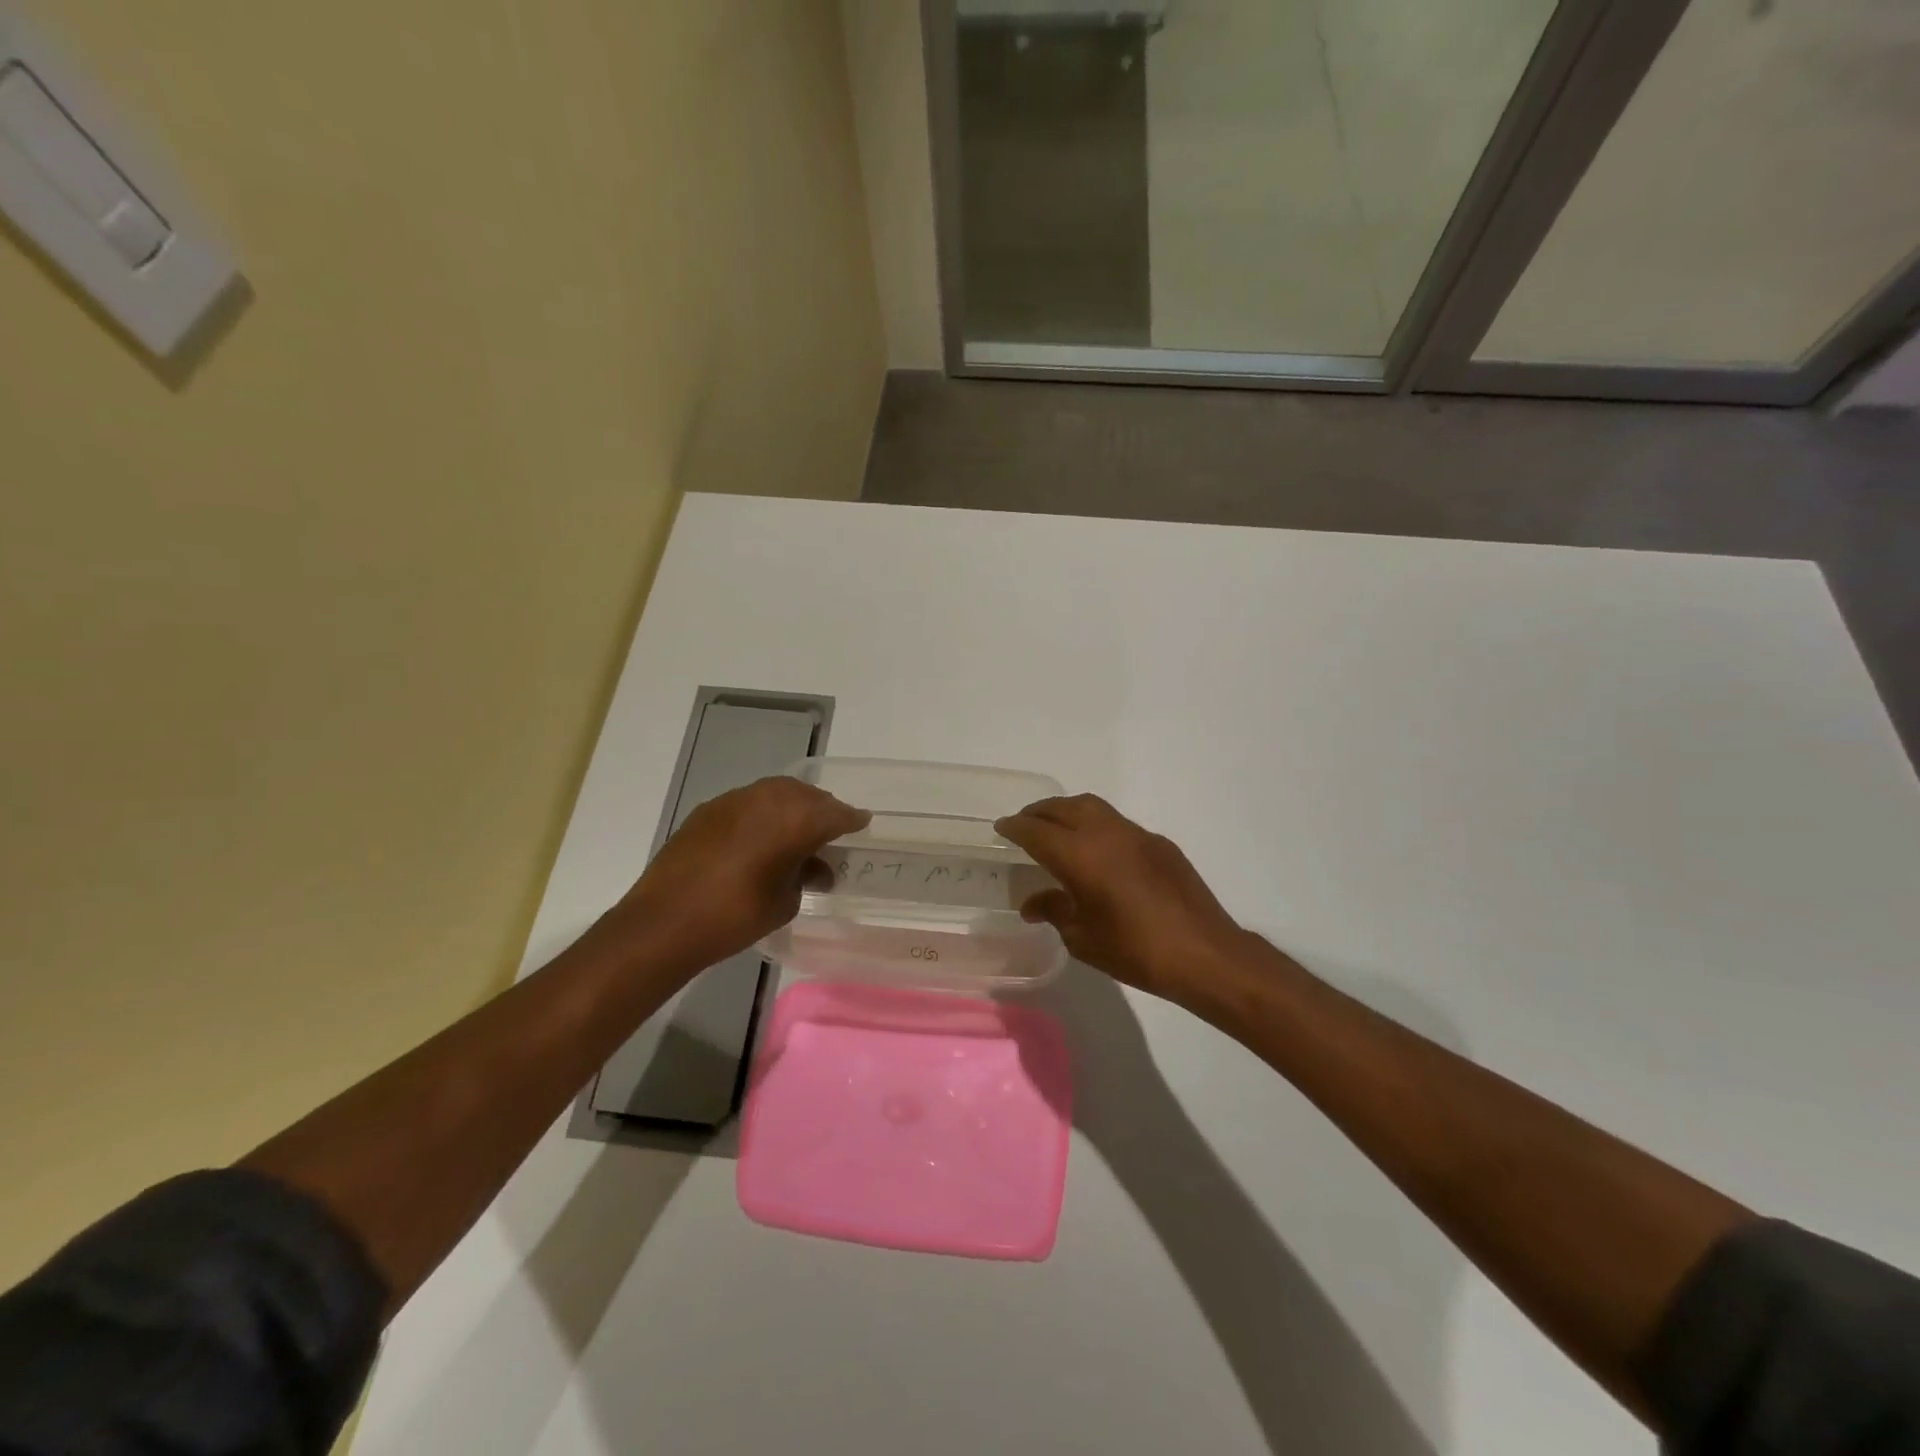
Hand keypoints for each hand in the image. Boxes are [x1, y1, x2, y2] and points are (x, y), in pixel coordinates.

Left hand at [614, 776, 868, 973]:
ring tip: (796, 832)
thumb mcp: (784, 902)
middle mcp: (768, 799)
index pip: (835, 813)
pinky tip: (760, 838)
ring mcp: (734, 800)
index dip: (852, 820)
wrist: (664, 922)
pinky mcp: (709, 810)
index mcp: (795, 820)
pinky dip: (762, 814)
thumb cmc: (735, 916)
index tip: (862, 824)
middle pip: (806, 796)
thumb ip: (805, 876)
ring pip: (776, 793)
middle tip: (830, 830)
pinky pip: (748, 803)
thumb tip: (813, 868)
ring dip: (791, 808)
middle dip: (822, 810)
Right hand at [994, 794, 1252, 1007]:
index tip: (1001, 828)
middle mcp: (1106, 834)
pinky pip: (1117, 823)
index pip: (1037, 831)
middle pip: (1063, 808)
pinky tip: (1098, 851)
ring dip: (1068, 812)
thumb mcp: (1083, 938)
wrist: (1204, 954)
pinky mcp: (1160, 843)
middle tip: (1024, 824)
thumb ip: (1055, 911)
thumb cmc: (1136, 951)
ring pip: (1093, 807)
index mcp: (1080, 856)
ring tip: (1056, 829)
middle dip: (1039, 812)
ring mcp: (1136, 834)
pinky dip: (1097, 826)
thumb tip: (1033, 903)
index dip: (1015, 827)